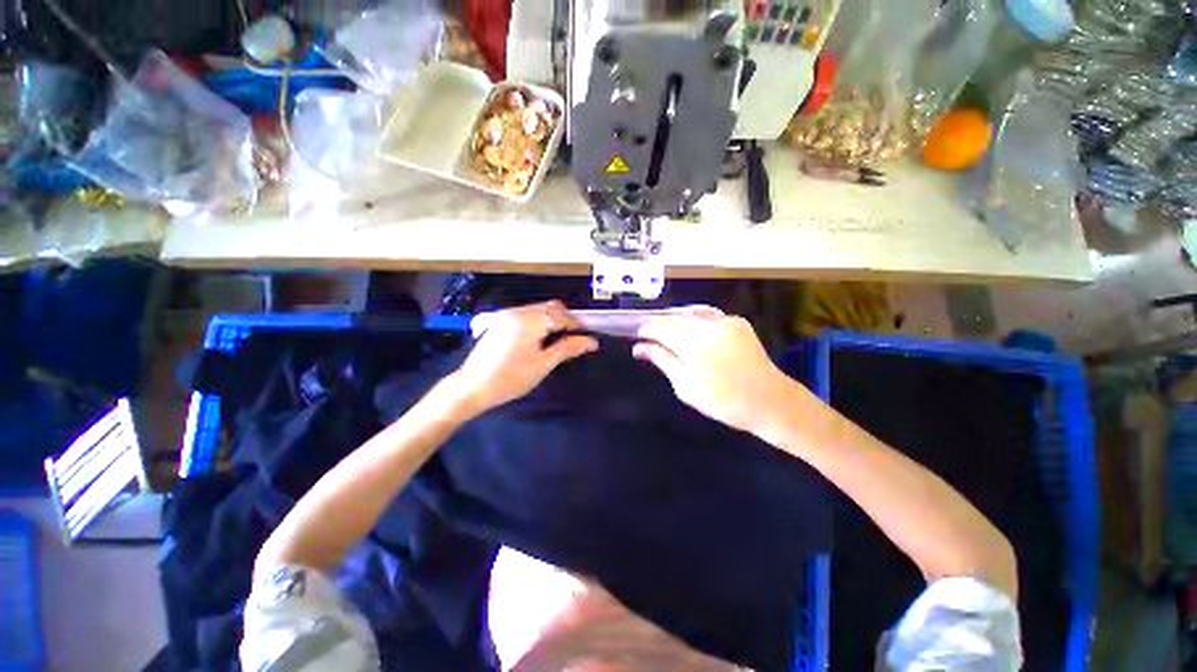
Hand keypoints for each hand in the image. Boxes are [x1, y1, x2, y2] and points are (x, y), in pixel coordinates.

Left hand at [450, 301, 598, 413]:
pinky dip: (538, 321)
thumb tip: (592, 341)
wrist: (471, 387)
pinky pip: (526, 314)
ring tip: (557, 340)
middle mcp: (518, 311)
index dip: (576, 324)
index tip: (585, 338)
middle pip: (550, 307)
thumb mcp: (543, 364)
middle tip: (573, 339)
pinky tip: (538, 338)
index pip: (561, 313)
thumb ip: (567, 348)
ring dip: (551, 320)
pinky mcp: (499, 321)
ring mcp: (506, 315)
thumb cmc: (511, 378)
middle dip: (564, 320)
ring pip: (538, 309)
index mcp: (530, 320)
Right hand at [634, 307, 794, 434]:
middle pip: (675, 317)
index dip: (647, 328)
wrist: (770, 400)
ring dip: (675, 321)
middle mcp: (710, 327)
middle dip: (660, 324)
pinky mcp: (737, 321)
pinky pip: (707, 316)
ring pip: (690, 314)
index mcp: (696, 346)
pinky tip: (688, 331)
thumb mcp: (685, 387)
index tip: (637, 333)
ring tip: (666, 332)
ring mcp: (726, 321)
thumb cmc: (723, 401)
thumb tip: (639, 348)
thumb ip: (662, 361)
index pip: (662, 328)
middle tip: (648, 333)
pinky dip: (693, 321)